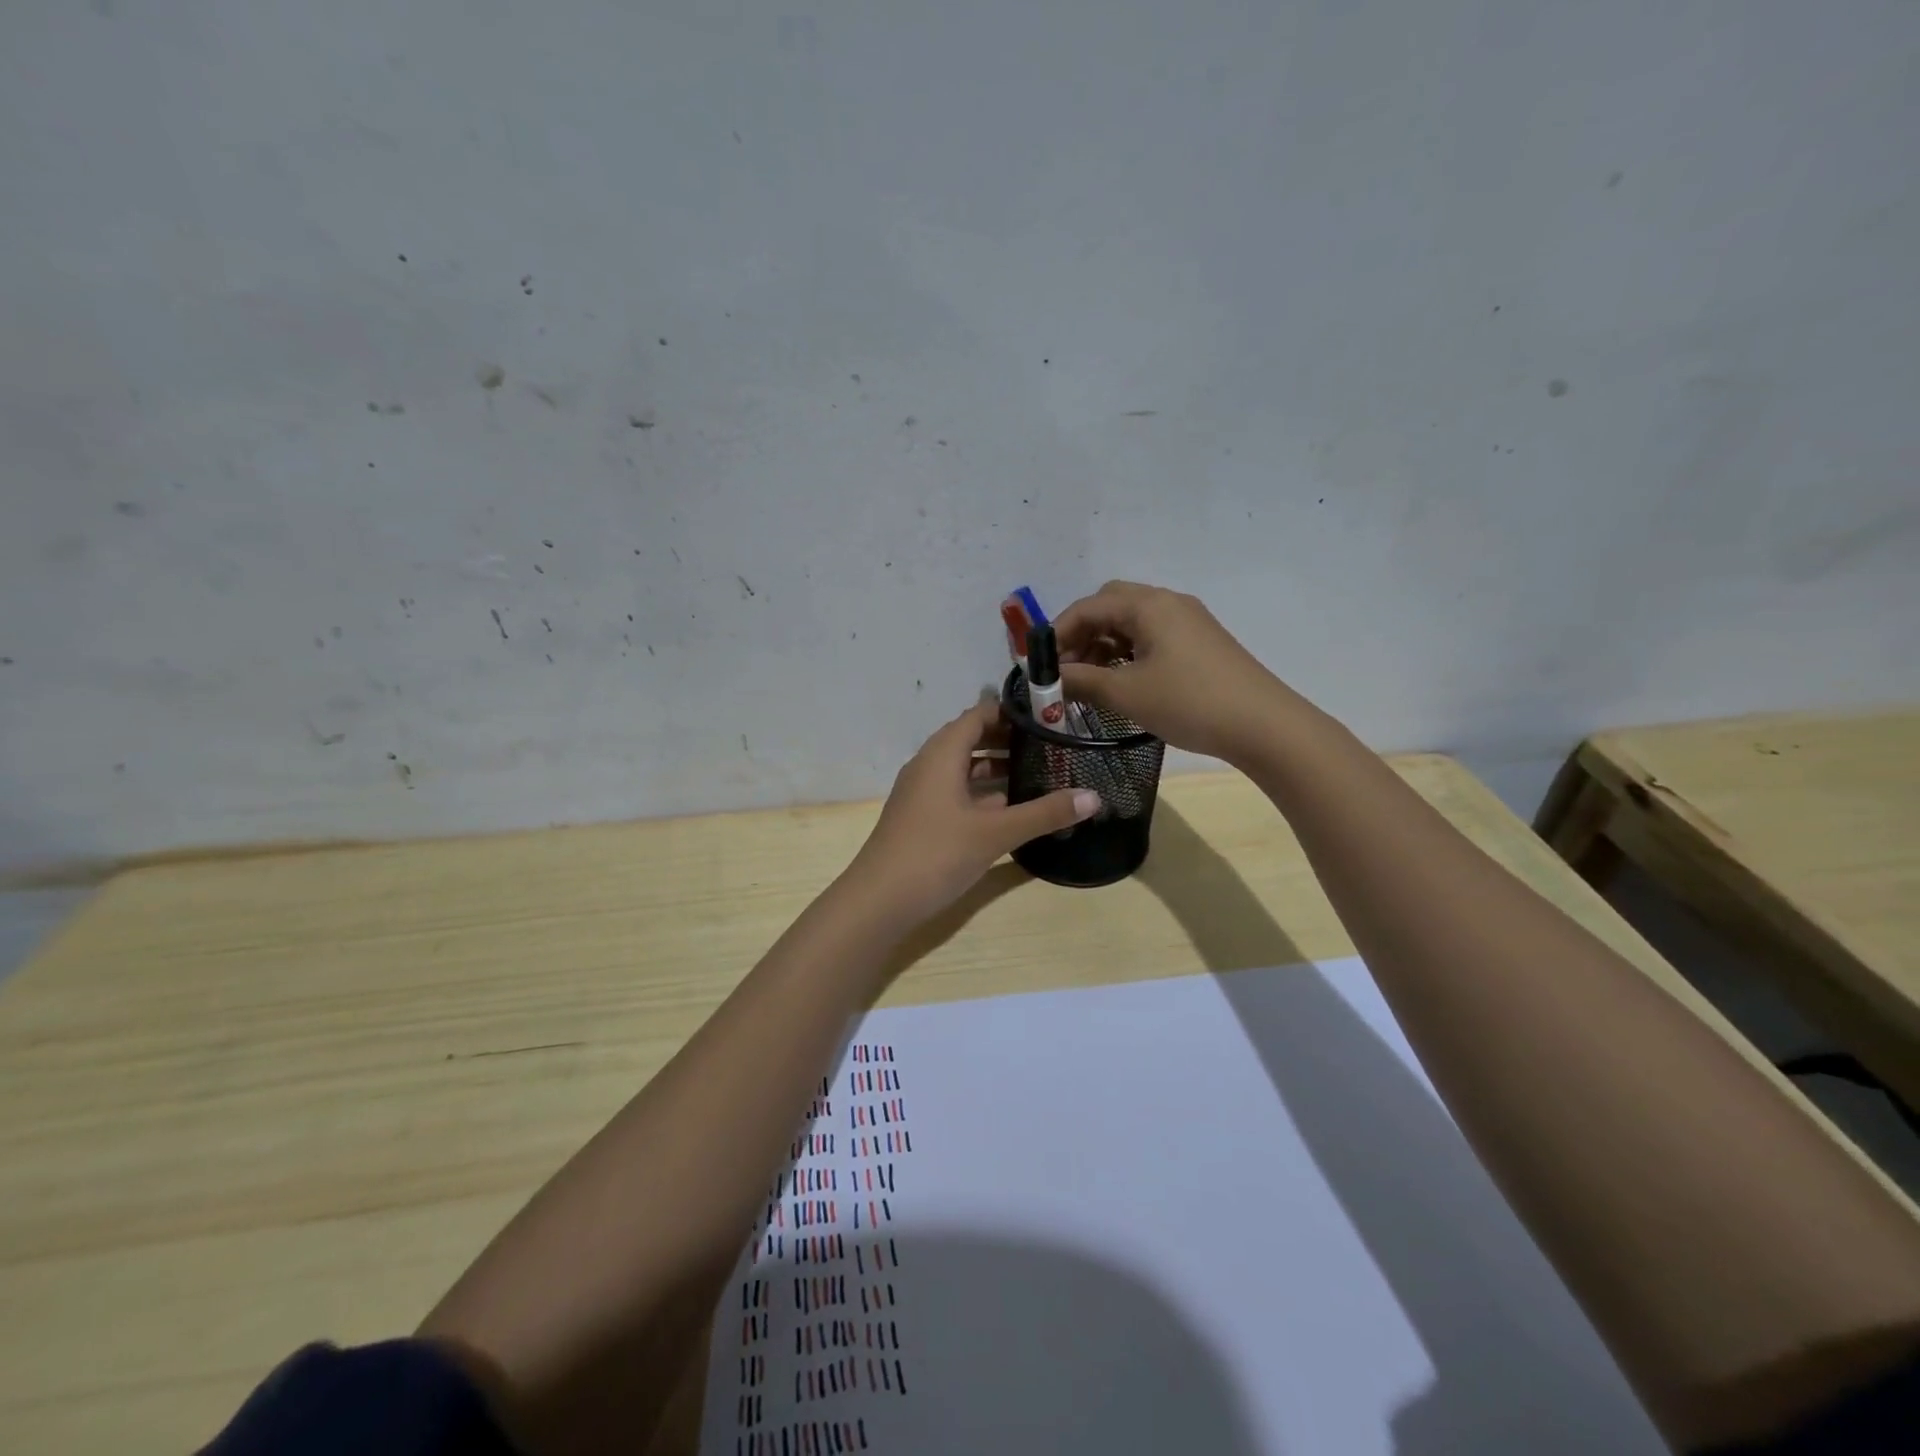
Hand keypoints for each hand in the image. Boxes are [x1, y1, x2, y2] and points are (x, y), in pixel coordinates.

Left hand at [847, 700, 1101, 923]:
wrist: (878, 901)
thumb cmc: (936, 854)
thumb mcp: (995, 833)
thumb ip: (1044, 813)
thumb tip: (1094, 797)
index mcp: (941, 754)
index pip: (978, 715)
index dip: (1010, 712)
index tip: (1047, 714)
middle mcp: (928, 765)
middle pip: (971, 739)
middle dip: (1008, 739)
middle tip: (1050, 744)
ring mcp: (922, 793)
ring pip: (963, 768)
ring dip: (996, 768)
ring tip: (1038, 772)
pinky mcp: (921, 817)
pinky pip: (956, 792)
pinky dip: (982, 792)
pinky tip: (1009, 807)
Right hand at [1056, 581, 1294, 761]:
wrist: (1264, 725)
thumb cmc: (1189, 702)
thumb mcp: (1125, 694)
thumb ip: (1080, 682)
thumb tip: (1047, 681)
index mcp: (1149, 605)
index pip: (1088, 607)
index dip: (1057, 634)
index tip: (1039, 666)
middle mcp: (1168, 602)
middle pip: (1110, 606)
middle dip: (1081, 635)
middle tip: (1067, 670)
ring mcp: (1189, 622)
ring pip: (1132, 623)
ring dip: (1104, 646)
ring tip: (1090, 682)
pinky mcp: (1201, 643)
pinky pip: (1152, 637)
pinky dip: (1128, 654)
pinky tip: (1124, 683)